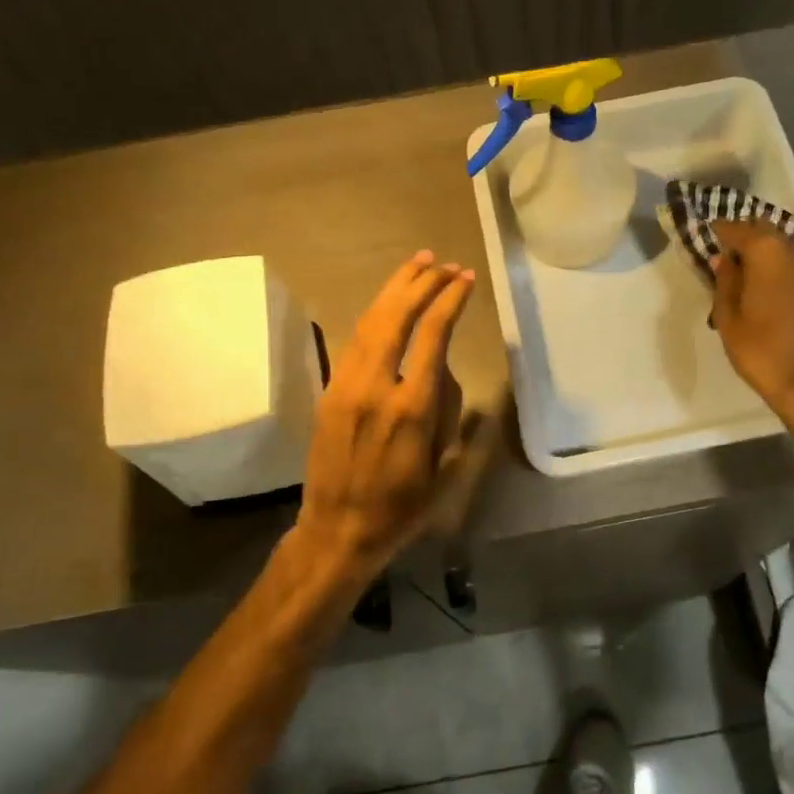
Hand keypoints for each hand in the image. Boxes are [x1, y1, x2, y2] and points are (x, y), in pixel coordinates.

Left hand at [295, 251, 476, 579]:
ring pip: (370, 322)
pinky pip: (353, 341)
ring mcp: (346, 386)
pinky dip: (374, 315)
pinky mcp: (329, 391)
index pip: (433, 336)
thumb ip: (450, 412)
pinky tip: (387, 304)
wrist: (337, 529)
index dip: (449, 301)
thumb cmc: (401, 507)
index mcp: (412, 407)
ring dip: (394, 290)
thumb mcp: (443, 467)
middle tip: (442, 263)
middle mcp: (377, 387)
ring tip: (416, 265)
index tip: (464, 279)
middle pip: (397, 317)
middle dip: (421, 284)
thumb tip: (443, 372)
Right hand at [710, 220, 793, 421]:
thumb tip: (725, 260)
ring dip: (779, 266)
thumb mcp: (729, 320)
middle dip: (752, 246)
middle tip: (735, 266)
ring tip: (764, 291)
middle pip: (772, 237)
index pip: (738, 228)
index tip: (710, 237)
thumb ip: (725, 283)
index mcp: (771, 251)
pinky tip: (791, 309)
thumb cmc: (765, 353)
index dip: (722, 232)